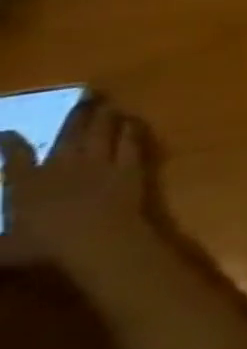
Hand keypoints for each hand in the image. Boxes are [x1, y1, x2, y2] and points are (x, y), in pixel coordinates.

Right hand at [0, 95, 153, 265]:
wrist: (97, 238)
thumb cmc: (45, 247)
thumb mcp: (1, 249)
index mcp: (27, 185)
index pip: (14, 158)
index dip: (9, 143)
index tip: (7, 132)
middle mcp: (63, 167)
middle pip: (69, 135)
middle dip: (75, 116)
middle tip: (83, 99)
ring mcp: (100, 164)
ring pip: (102, 133)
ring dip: (104, 117)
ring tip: (107, 105)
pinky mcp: (130, 167)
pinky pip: (131, 143)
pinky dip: (131, 130)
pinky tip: (132, 122)